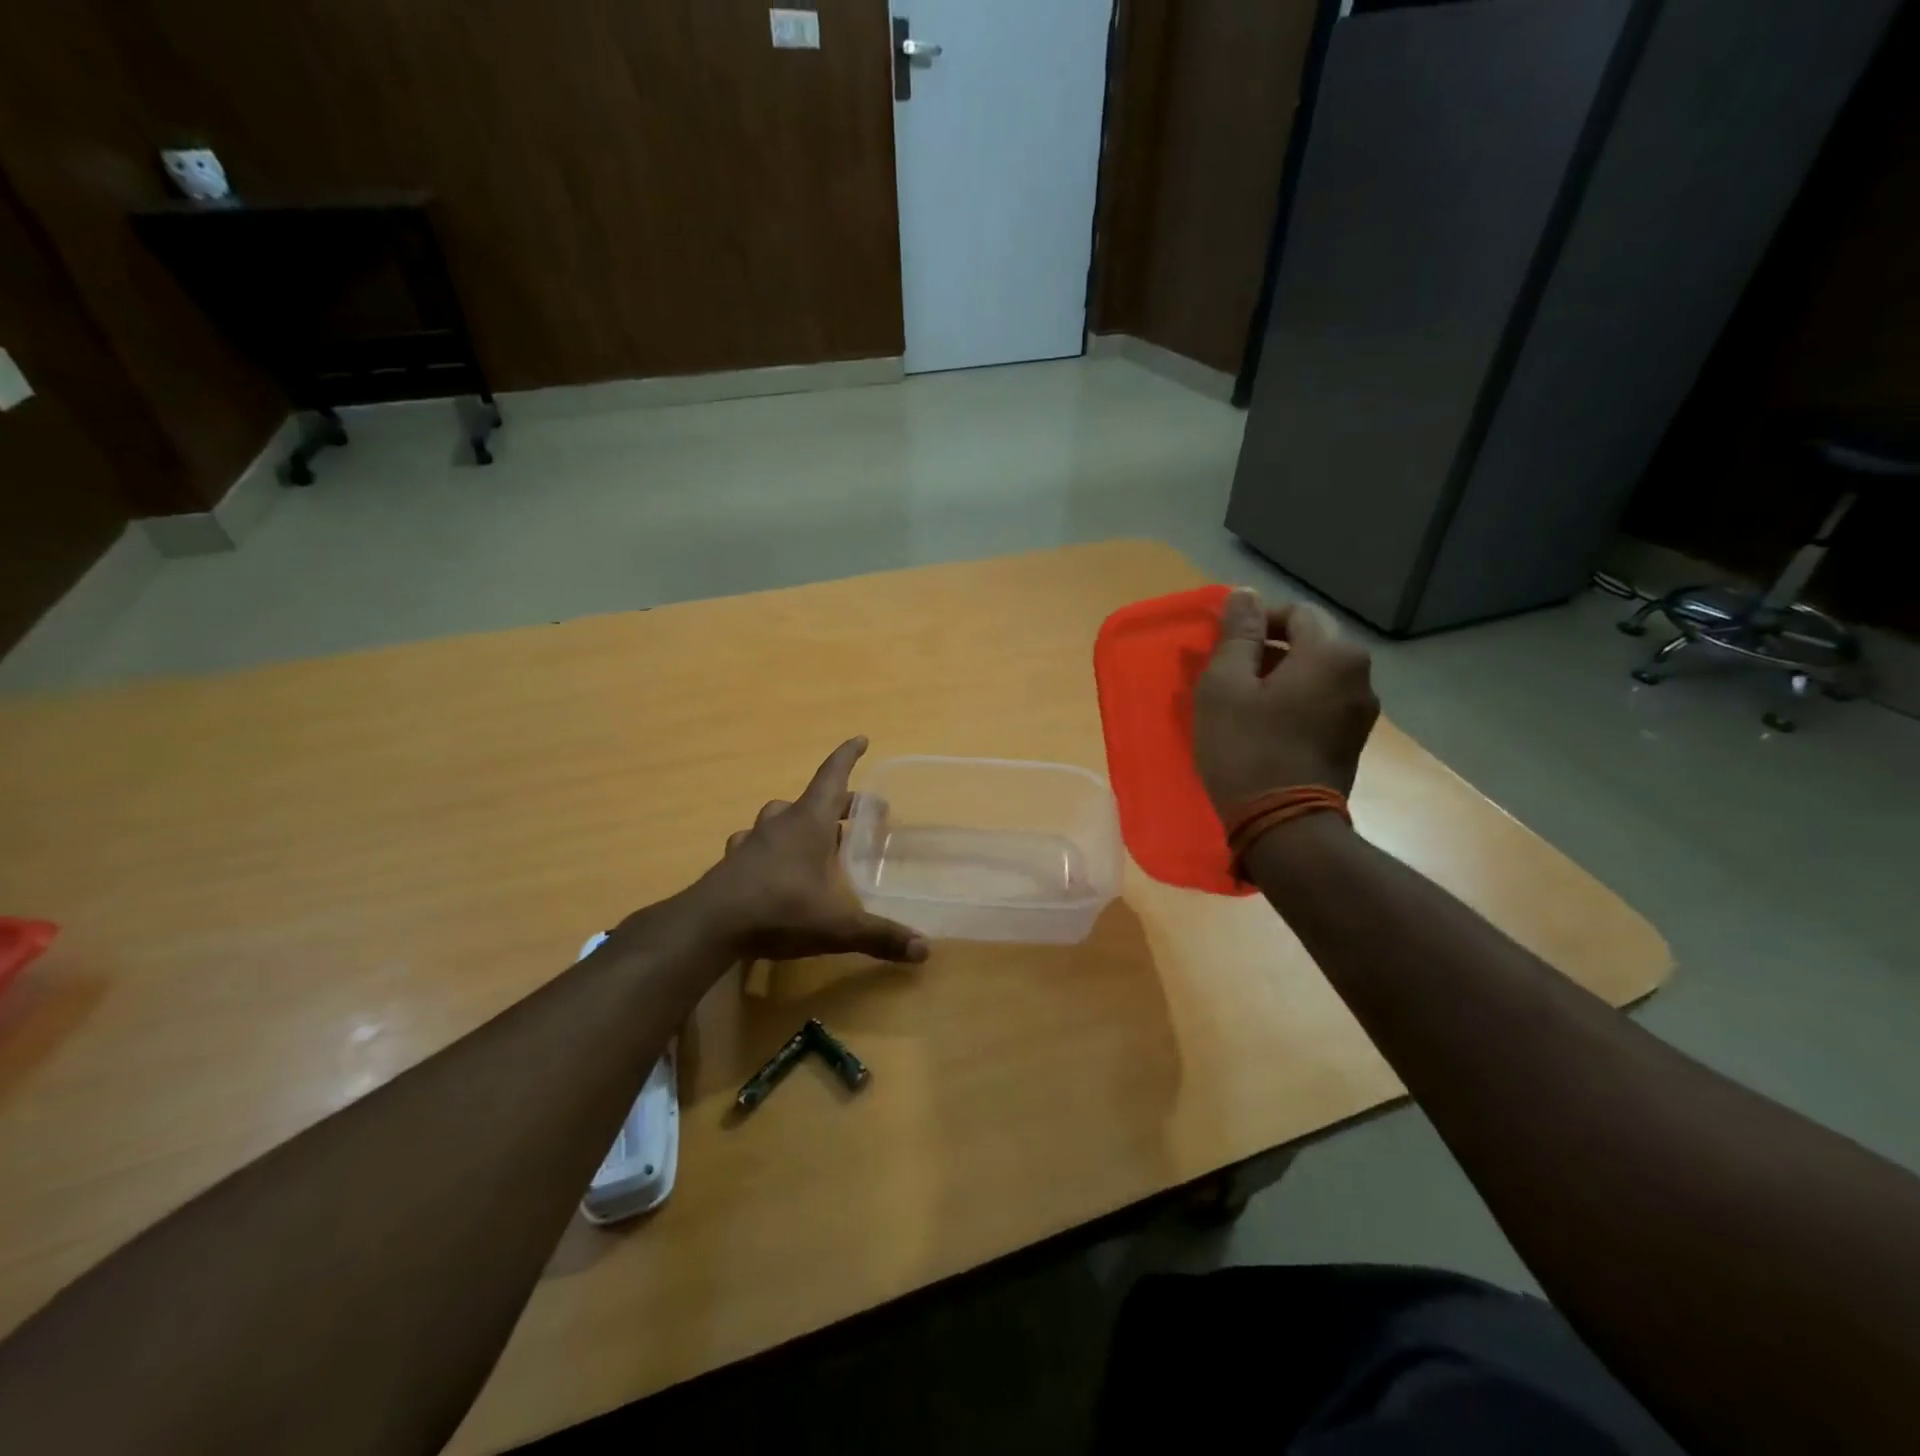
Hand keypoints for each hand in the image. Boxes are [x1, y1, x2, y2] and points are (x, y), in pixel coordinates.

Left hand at [692, 737, 929, 964]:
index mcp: (809, 823)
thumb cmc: (779, 911)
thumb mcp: (836, 926)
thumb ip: (879, 935)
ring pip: (778, 817)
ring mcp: (752, 842)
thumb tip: (924, 950)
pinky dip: (768, 847)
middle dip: (837, 803)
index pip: (832, 777)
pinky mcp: (732, 863)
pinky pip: (754, 843)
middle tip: (855, 815)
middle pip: (812, 800)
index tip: (860, 738)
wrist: (708, 927)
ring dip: (798, 821)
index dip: (847, 756)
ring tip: (813, 839)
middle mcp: (780, 824)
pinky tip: (771, 866)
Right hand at [1193, 588, 1378, 814]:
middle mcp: (1360, 675)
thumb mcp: (1225, 685)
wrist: (1284, 826)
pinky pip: (1321, 704)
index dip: (1255, 622)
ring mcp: (1361, 712)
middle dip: (1268, 651)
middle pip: (1309, 643)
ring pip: (1315, 676)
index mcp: (1332, 653)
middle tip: (1227, 675)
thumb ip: (1237, 634)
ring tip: (1242, 703)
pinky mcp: (1352, 742)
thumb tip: (1245, 594)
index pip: (1294, 613)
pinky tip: (1264, 727)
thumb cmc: (1247, 748)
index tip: (1223, 647)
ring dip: (1280, 679)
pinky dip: (1294, 704)